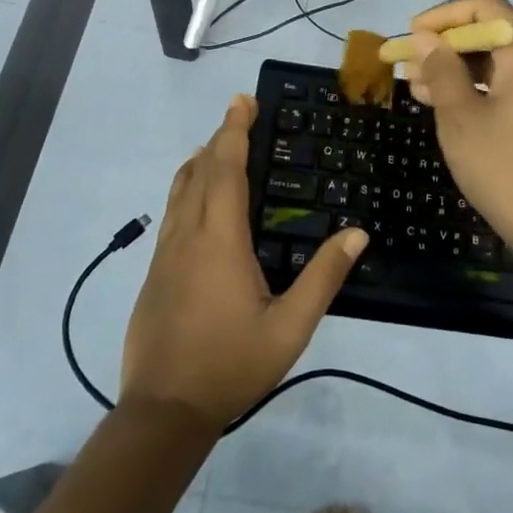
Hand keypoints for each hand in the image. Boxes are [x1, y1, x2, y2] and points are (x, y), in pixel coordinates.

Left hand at [122, 95, 368, 428]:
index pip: (226, 169)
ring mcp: (166, 253)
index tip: (243, 101)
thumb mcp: (289, 327)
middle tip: (239, 110)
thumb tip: (357, 233)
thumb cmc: (230, 364)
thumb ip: (323, 278)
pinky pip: (172, 212)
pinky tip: (195, 200)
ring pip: (180, 190)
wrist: (163, 411)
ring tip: (215, 145)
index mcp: (220, 239)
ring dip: (200, 161)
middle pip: (201, 170)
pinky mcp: (155, 272)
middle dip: (220, 136)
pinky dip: (185, 188)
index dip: (234, 132)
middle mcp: (188, 235)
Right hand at [401, 0, 512, 258]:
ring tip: (415, 86)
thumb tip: (424, 37)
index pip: (488, 8)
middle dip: (447, 45)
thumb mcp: (461, 118)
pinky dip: (475, 91)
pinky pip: (507, 89)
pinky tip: (443, 106)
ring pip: (497, 65)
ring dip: (457, 70)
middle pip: (493, 34)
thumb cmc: (505, 170)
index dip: (446, 15)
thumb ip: (441, 70)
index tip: (414, 35)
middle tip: (408, 64)